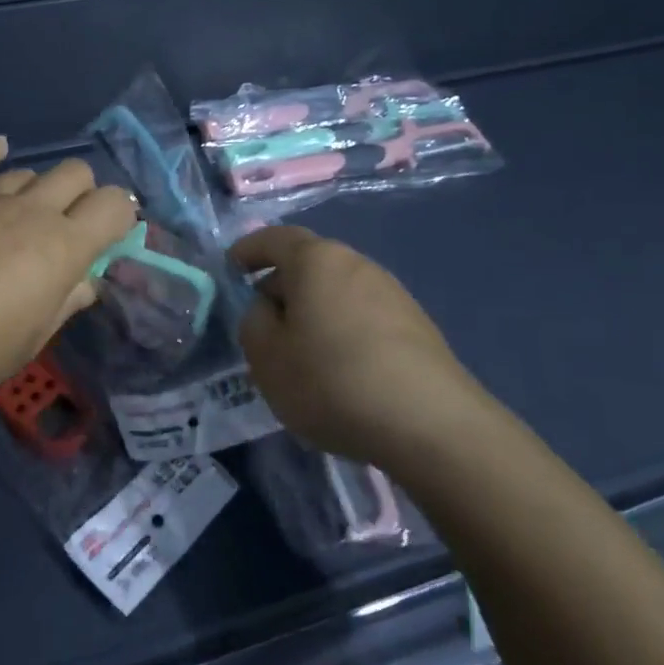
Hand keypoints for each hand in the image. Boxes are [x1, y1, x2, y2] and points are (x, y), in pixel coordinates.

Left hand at [0, 137, 137, 399]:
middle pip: (76, 174)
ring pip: (30, 171)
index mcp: (63, 246)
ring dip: (39, 189)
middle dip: (84, 194)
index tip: (111, 237)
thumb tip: (86, 283)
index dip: (121, 215)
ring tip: (26, 216)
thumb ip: (65, 304)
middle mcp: (32, 210)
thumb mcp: (31, 340)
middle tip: (71, 228)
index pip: (114, 205)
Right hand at [231, 225, 485, 466]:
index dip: (248, 250)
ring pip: (337, 293)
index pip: (274, 239)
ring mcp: (393, 294)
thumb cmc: (332, 381)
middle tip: (262, 324)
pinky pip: (363, 317)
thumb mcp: (267, 357)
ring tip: (300, 355)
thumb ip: (254, 323)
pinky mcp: (417, 327)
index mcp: (316, 260)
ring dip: (313, 313)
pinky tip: (340, 373)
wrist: (432, 425)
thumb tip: (268, 309)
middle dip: (281, 287)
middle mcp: (357, 264)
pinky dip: (342, 333)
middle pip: (308, 265)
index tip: (231, 268)